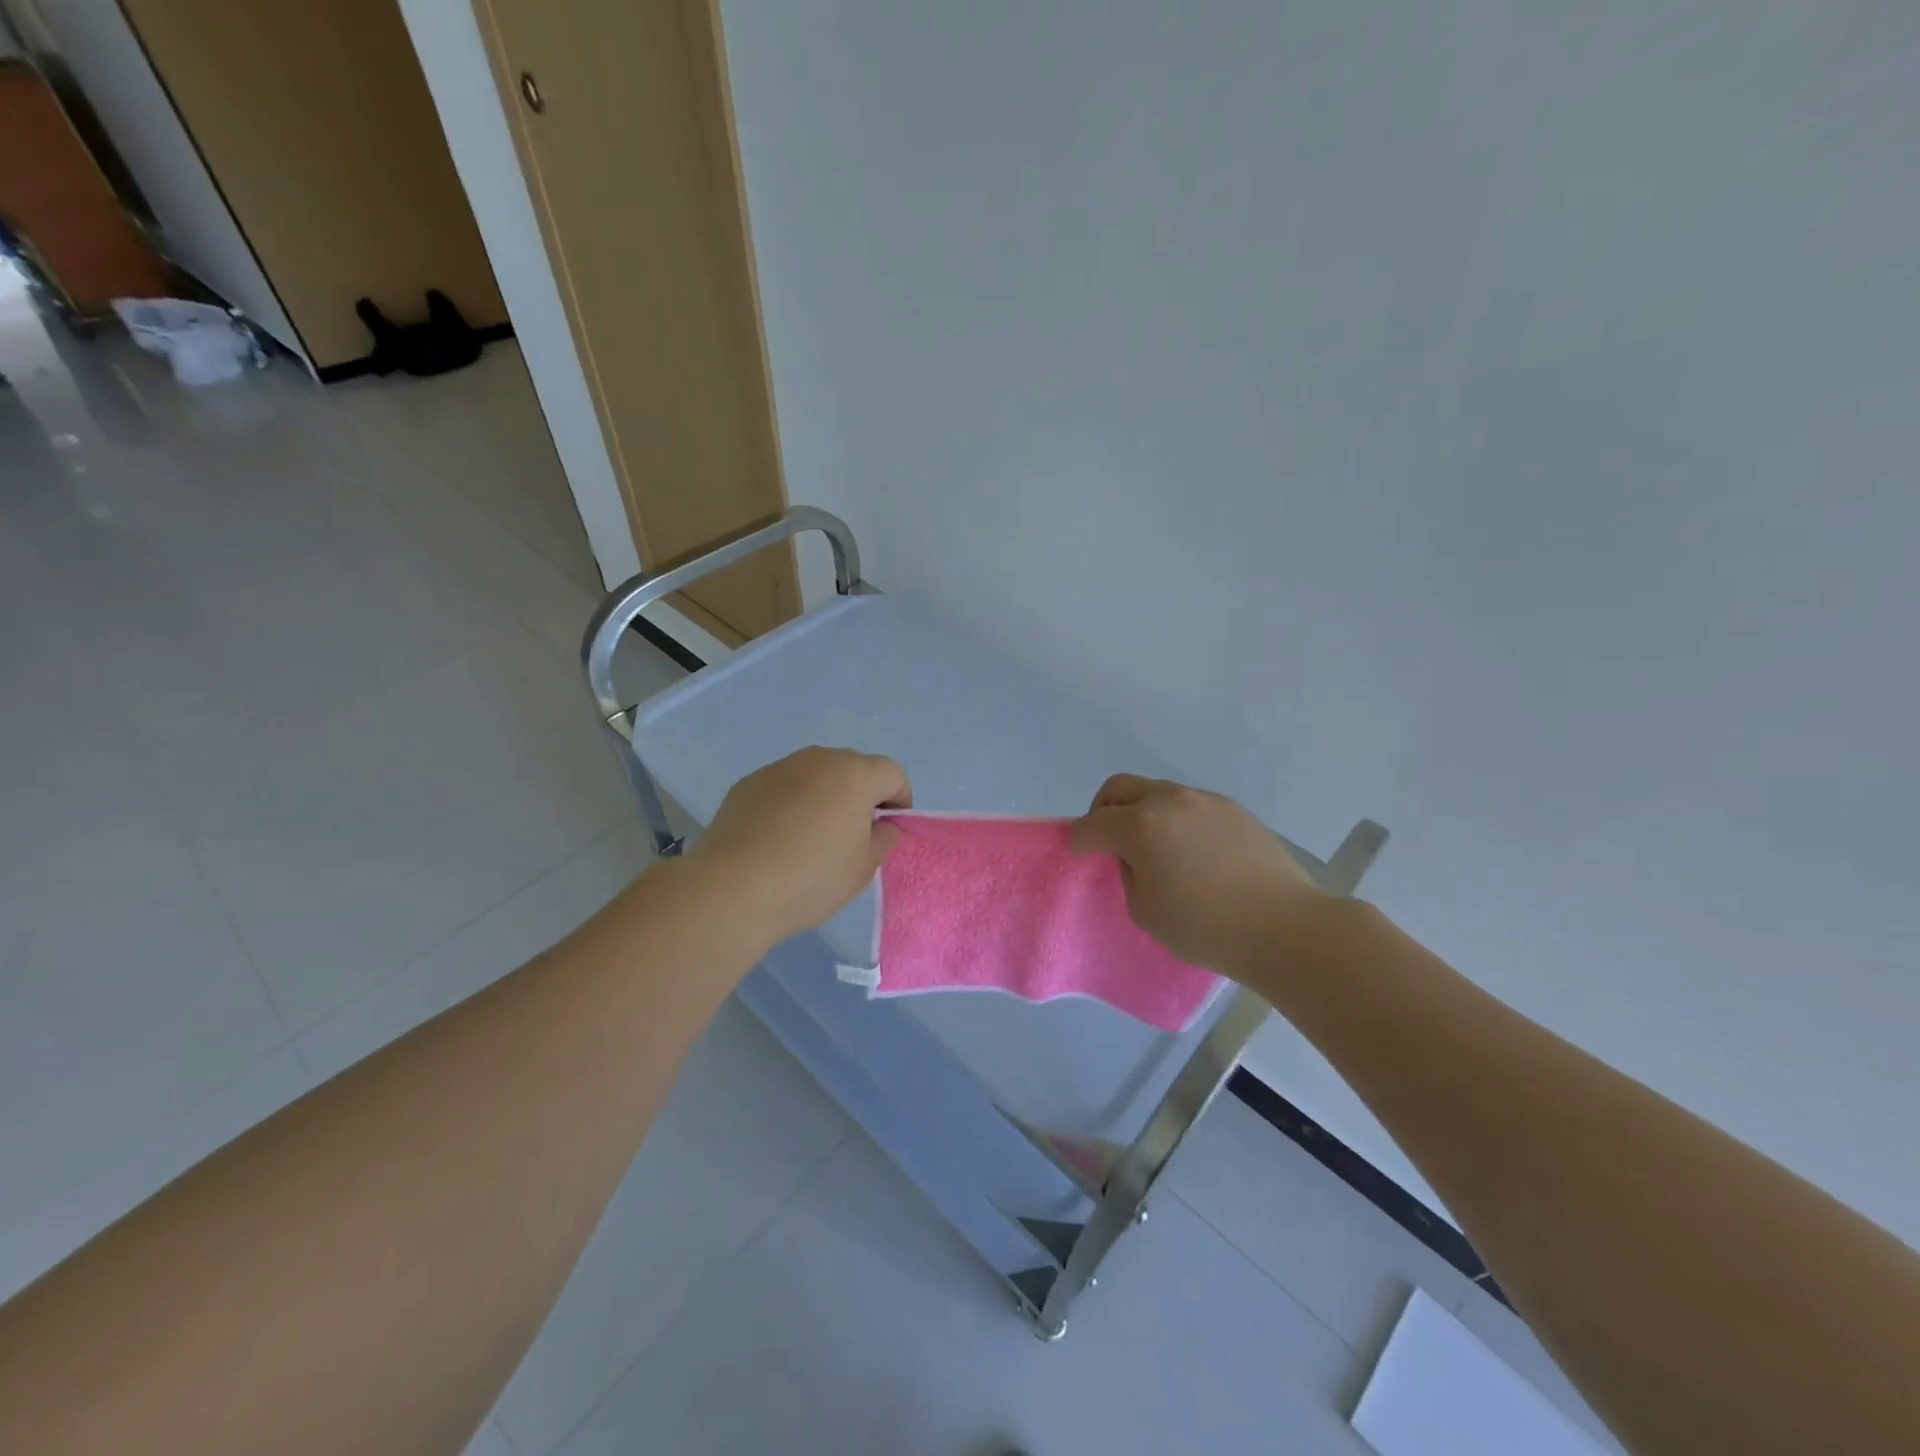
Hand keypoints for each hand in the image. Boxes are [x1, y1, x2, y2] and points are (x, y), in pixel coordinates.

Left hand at [686, 746, 910, 947]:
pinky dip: (791, 804)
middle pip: (853, 768)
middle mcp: (818, 760)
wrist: (733, 888)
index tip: (889, 831)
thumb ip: (883, 839)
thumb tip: (884, 826)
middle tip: (854, 835)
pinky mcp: (748, 784)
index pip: (892, 774)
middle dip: (862, 795)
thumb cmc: (811, 878)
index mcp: (854, 774)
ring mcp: (779, 768)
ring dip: (824, 796)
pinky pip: (784, 787)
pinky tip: (778, 839)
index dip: (899, 800)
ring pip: (815, 775)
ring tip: (813, 837)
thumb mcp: (863, 868)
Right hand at [1070, 774, 1325, 974]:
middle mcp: (1168, 800)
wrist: (1284, 927)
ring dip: (1140, 812)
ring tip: (1153, 847)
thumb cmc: (1206, 927)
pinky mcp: (1232, 808)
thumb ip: (1129, 874)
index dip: (1078, 839)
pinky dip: (1174, 818)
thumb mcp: (1146, 911)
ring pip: (1155, 791)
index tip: (1078, 852)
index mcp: (1140, 825)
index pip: (1092, 824)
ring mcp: (1203, 800)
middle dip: (1102, 810)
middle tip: (1108, 840)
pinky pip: (1188, 804)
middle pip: (1118, 788)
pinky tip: (1190, 850)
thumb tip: (1135, 857)